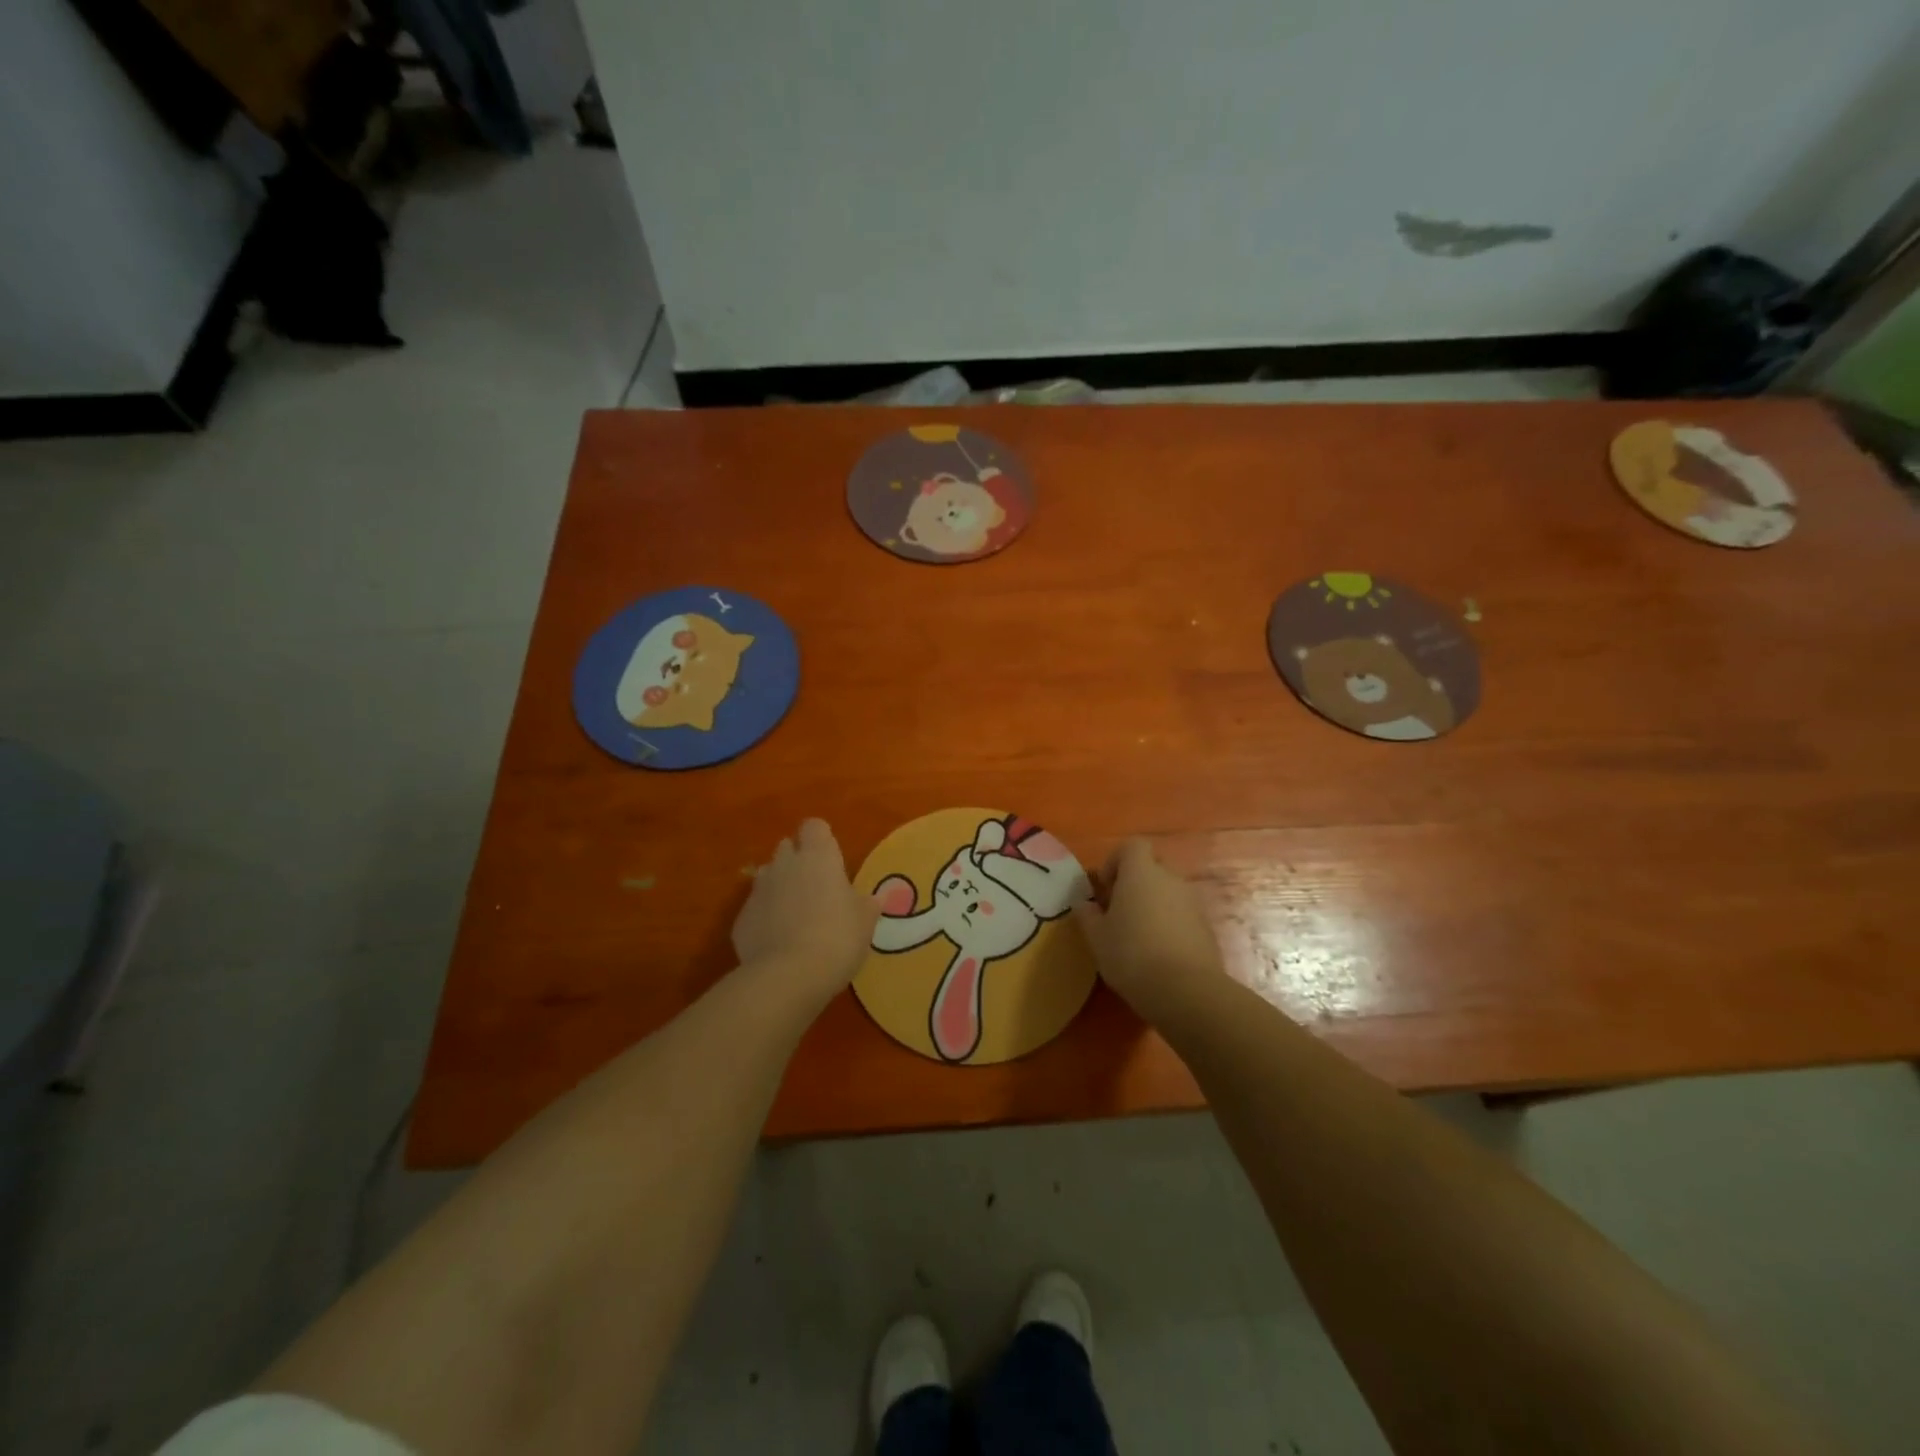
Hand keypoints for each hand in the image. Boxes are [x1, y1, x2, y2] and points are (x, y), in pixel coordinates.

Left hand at [732, 819, 878, 1004]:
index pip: (814, 826)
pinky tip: (779, 942)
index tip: (832, 859)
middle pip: (787, 847)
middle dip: (798, 861)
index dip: (822, 839)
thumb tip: (876, 898)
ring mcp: (758, 891)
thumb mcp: (865, 922)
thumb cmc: (837, 938)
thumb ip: (868, 904)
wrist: (787, 977)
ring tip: (797, 914)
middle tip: (817, 888)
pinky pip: (756, 908)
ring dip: (780, 887)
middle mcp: (784, 865)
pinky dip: (766, 918)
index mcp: (818, 857)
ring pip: (768, 876)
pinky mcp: (741, 919)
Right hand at [1072, 837, 1224, 1014]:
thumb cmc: (1131, 955)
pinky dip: (1169, 924)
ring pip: (1167, 892)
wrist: (1185, 991)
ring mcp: (1192, 903)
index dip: (1115, 861)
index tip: (1105, 889)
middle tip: (1118, 911)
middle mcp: (1170, 879)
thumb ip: (1088, 915)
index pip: (1132, 845)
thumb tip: (1084, 904)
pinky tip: (1157, 953)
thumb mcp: (1097, 937)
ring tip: (1137, 936)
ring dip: (1152, 905)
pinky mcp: (1206, 928)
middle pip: (1152, 866)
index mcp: (1141, 873)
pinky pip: (1182, 915)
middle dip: (1134, 883)